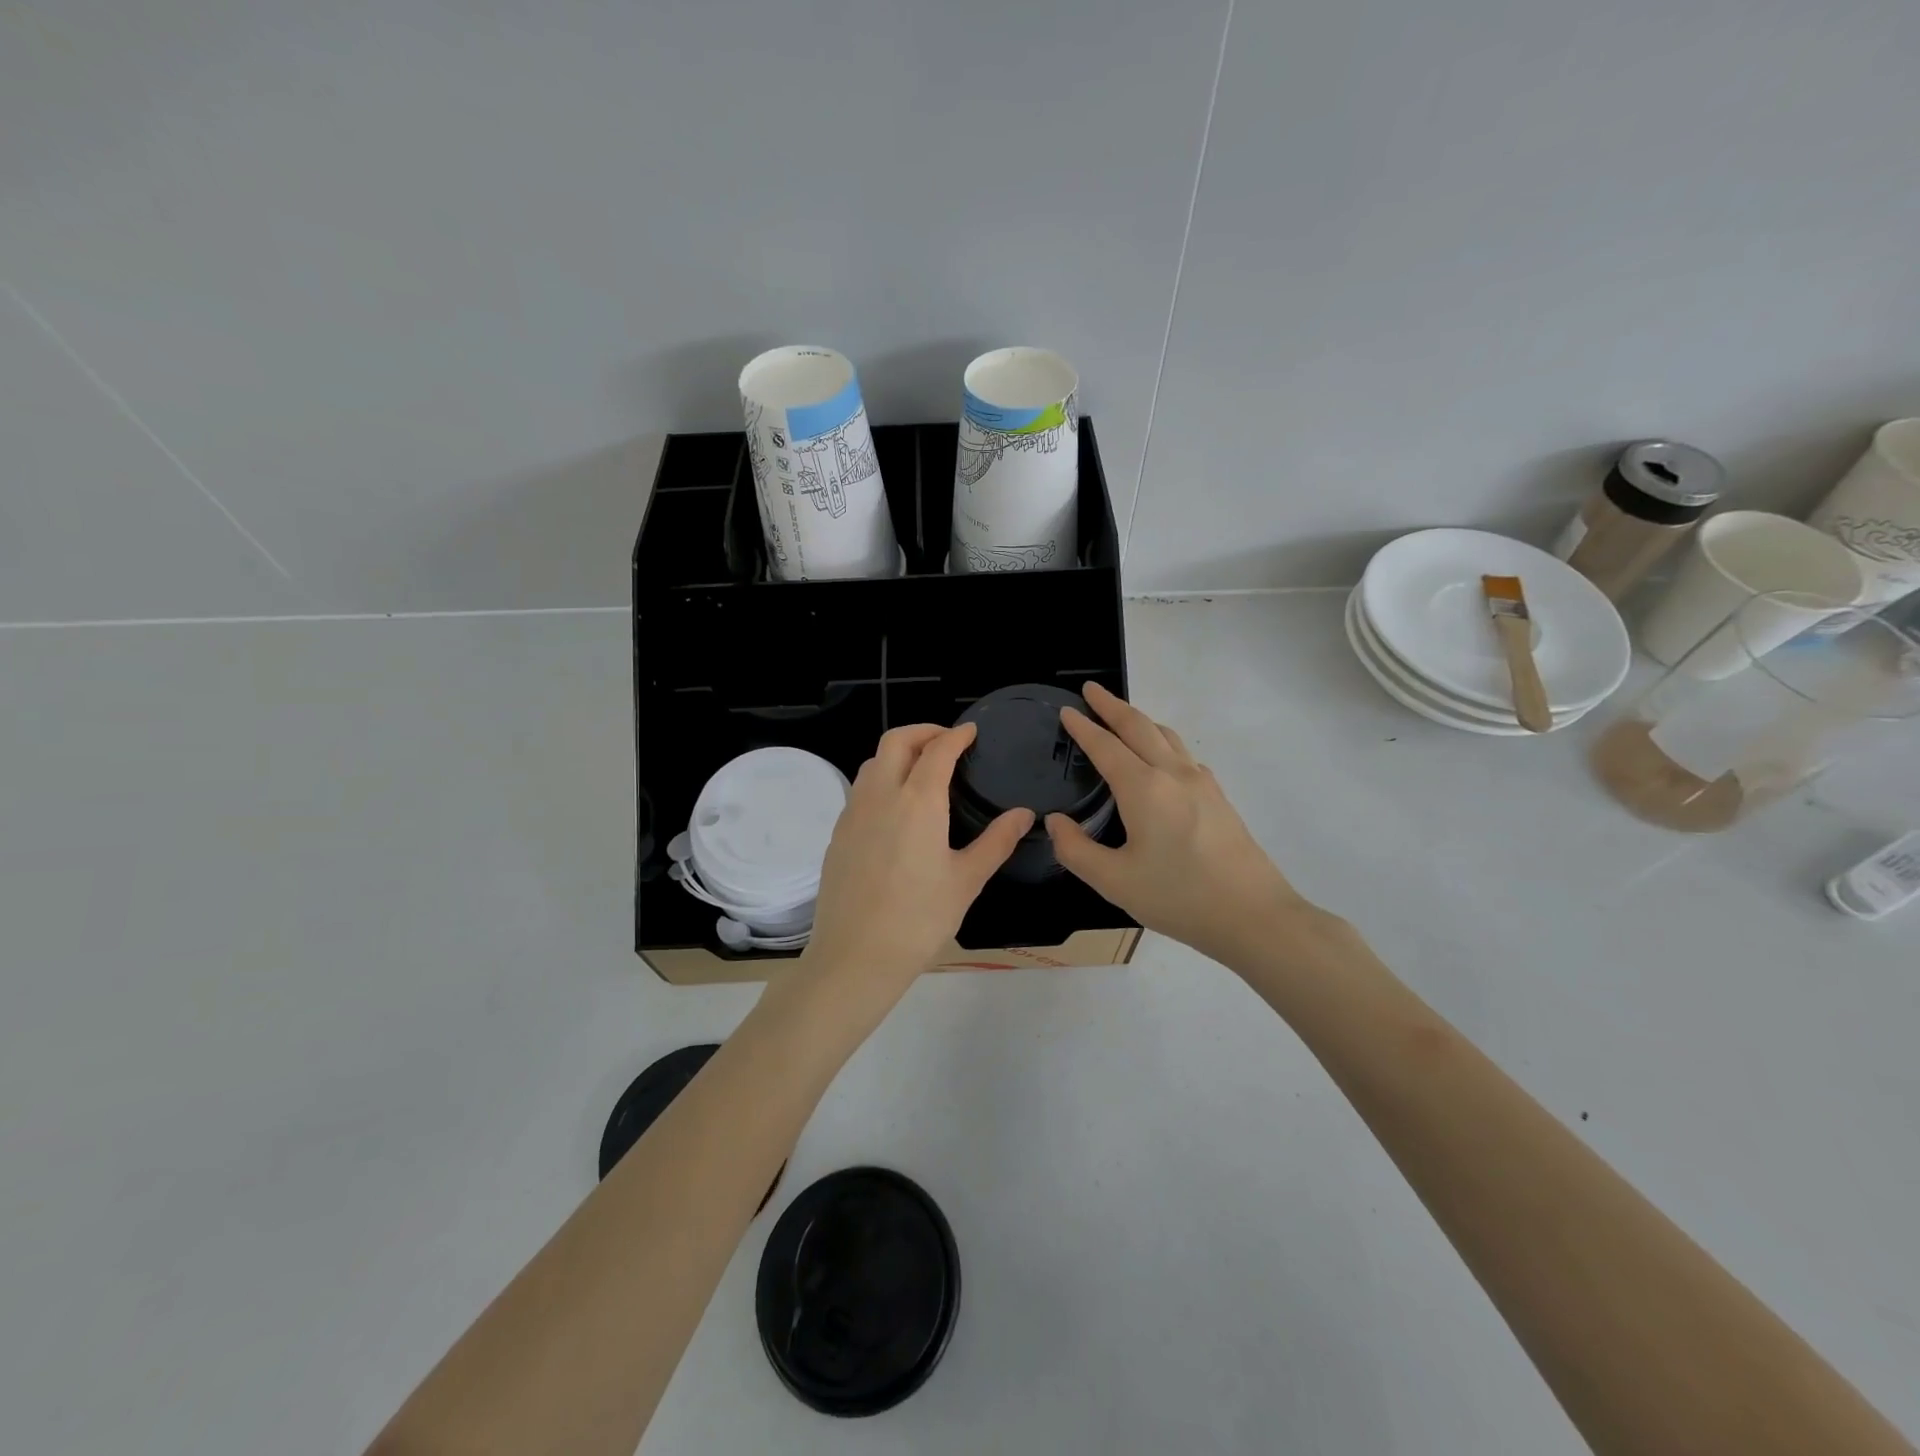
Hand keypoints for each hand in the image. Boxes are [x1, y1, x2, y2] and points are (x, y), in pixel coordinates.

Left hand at [802, 723, 1032, 1008]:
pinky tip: (896, 806)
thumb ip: (997, 841)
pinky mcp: (838, 833)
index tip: (971, 731)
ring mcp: (853, 813)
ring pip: (873, 762)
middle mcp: (881, 795)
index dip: (956, 735)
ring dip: (898, 753)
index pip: (937, 750)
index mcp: (917, 801)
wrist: (855, 956)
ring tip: (922, 769)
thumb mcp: (966, 880)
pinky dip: (881, 778)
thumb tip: (1024, 814)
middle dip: (923, 731)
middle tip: (947, 741)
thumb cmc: (919, 919)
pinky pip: (860, 789)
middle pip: (896, 741)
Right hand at [1046, 683, 1317, 967]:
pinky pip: (1184, 755)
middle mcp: (1173, 774)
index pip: (1106, 746)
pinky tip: (1162, 759)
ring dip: (1140, 720)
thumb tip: (1055, 822)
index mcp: (1144, 788)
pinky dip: (1163, 742)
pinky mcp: (1219, 798)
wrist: (1254, 916)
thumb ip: (1076, 850)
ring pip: (1167, 736)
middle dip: (1112, 706)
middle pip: (1139, 727)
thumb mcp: (1114, 881)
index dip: (1083, 727)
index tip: (1066, 710)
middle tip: (1091, 689)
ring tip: (1123, 716)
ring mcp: (1202, 783)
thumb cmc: (1179, 897)